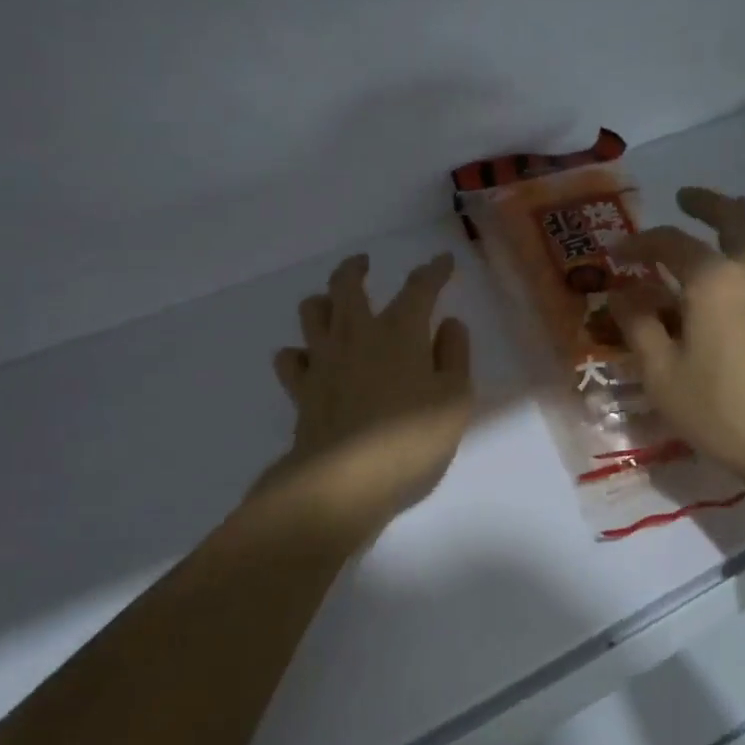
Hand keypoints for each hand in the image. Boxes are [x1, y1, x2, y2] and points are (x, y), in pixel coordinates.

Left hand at [263, 252, 473, 536]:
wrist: (343, 482)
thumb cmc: (410, 440)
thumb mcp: (454, 400)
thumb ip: (454, 356)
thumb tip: (449, 324)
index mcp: (400, 332)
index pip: (419, 288)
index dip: (434, 271)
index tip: (443, 262)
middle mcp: (357, 334)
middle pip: (347, 284)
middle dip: (356, 268)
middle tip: (364, 263)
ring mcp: (323, 360)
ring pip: (311, 312)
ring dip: (323, 301)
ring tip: (333, 306)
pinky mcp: (301, 390)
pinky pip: (290, 359)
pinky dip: (299, 354)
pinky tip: (310, 361)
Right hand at [610, 188, 744, 483]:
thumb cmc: (716, 409)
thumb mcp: (659, 371)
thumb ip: (638, 324)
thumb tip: (623, 293)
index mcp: (713, 280)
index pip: (671, 244)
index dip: (639, 243)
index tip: (617, 252)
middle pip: (733, 217)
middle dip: (705, 203)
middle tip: (684, 198)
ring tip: (736, 209)